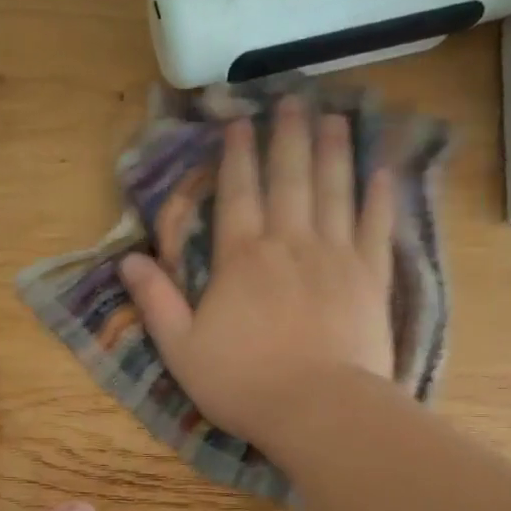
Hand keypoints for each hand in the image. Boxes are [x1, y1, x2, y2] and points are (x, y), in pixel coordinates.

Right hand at [119, 95, 397, 444]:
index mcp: (241, 259)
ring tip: (334, 117)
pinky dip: (379, 198)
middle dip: (289, 137)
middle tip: (294, 99)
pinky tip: (382, 172)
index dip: (237, 155)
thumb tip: (128, 261)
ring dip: (333, 152)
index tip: (241, 121)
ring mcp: (336, 257)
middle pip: (290, 179)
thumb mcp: (181, 349)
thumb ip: (156, 302)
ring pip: (334, 191)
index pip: (238, 193)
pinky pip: (376, 228)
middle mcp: (290, 244)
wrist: (318, 410)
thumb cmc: (243, 383)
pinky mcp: (371, 279)